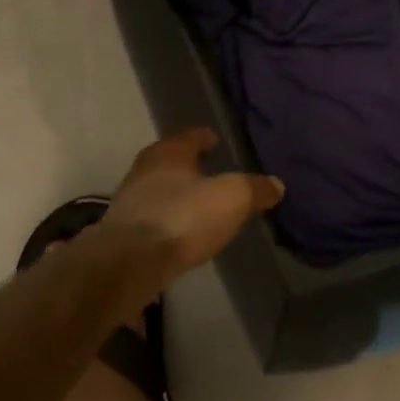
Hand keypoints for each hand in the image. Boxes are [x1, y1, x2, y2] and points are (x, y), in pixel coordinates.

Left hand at [100, 128, 283, 289]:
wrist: (130, 263)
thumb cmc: (184, 217)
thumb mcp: (232, 198)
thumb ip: (255, 189)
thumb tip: (276, 185)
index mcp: (168, 153)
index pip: (189, 137)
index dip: (204, 137)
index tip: (215, 139)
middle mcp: (143, 172)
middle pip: (169, 163)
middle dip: (188, 166)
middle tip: (209, 171)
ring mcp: (128, 204)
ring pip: (158, 191)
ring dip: (176, 195)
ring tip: (198, 204)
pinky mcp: (123, 234)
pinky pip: (152, 219)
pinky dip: (168, 220)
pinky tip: (181, 232)